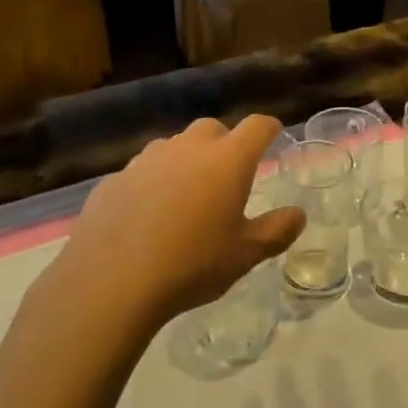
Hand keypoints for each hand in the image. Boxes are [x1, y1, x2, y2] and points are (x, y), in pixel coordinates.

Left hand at [45, 116, 304, 329]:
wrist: (110, 280)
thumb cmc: (191, 264)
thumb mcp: (244, 255)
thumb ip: (276, 231)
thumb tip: (298, 214)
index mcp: (227, 160)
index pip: (257, 126)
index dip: (268, 128)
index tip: (273, 136)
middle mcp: (188, 148)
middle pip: (212, 129)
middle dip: (224, 144)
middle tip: (228, 175)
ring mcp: (147, 159)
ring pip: (174, 147)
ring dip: (186, 161)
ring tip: (186, 197)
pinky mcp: (115, 178)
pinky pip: (143, 171)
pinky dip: (153, 183)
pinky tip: (147, 215)